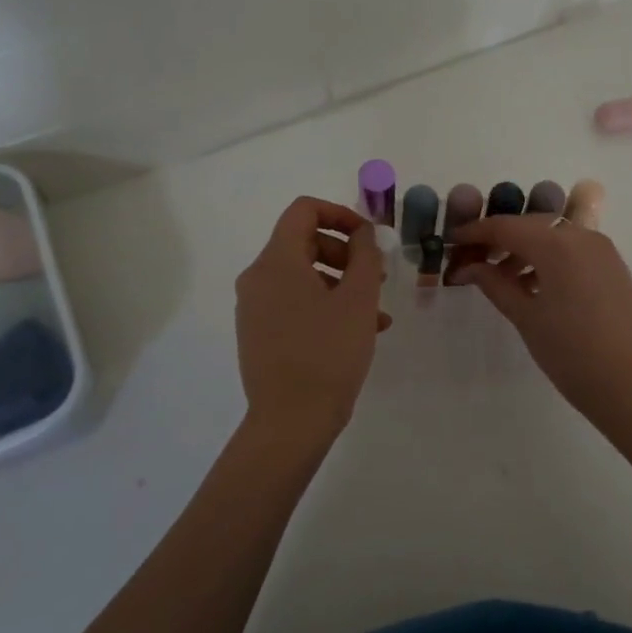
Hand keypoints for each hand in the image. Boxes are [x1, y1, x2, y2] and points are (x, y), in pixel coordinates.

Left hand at [235, 197, 389, 440]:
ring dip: (342, 284)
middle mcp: (257, 278)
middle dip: (346, 253)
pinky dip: (325, 306)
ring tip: (377, 313)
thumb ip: (364, 255)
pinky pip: (294, 304)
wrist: (291, 422)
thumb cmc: (328, 352)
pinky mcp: (258, 334)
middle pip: (304, 243)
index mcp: (276, 261)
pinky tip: (359, 332)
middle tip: (376, 277)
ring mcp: (254, 308)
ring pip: (303, 277)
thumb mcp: (358, 299)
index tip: (369, 237)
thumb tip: (362, 233)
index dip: (341, 214)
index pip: (304, 211)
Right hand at [447, 215, 631, 431]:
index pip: (506, 227)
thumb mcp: (526, 317)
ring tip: (500, 278)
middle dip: (499, 240)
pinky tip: (532, 286)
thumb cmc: (572, 353)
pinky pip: (573, 252)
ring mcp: (603, 251)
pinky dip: (549, 260)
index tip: (452, 241)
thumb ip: (495, 284)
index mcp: (558, 245)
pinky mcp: (614, 268)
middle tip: (472, 261)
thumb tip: (468, 267)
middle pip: (531, 227)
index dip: (475, 231)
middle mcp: (583, 237)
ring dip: (524, 251)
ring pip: (553, 238)